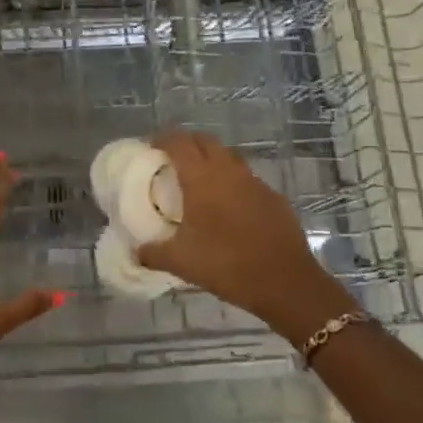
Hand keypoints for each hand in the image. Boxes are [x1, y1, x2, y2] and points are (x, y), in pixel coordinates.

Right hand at [136, 130, 352, 341]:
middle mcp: (229, 171)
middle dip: (187, 144)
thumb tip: (136, 251)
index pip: (179, 142)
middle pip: (205, 141)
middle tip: (172, 162)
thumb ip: (153, 253)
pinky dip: (232, 183)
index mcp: (202, 178)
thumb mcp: (181, 262)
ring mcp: (255, 182)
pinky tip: (228, 208)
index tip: (150, 149)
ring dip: (211, 161)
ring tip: (198, 183)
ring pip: (228, 157)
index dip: (162, 140)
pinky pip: (246, 179)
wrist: (286, 282)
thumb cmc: (227, 265)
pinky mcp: (273, 197)